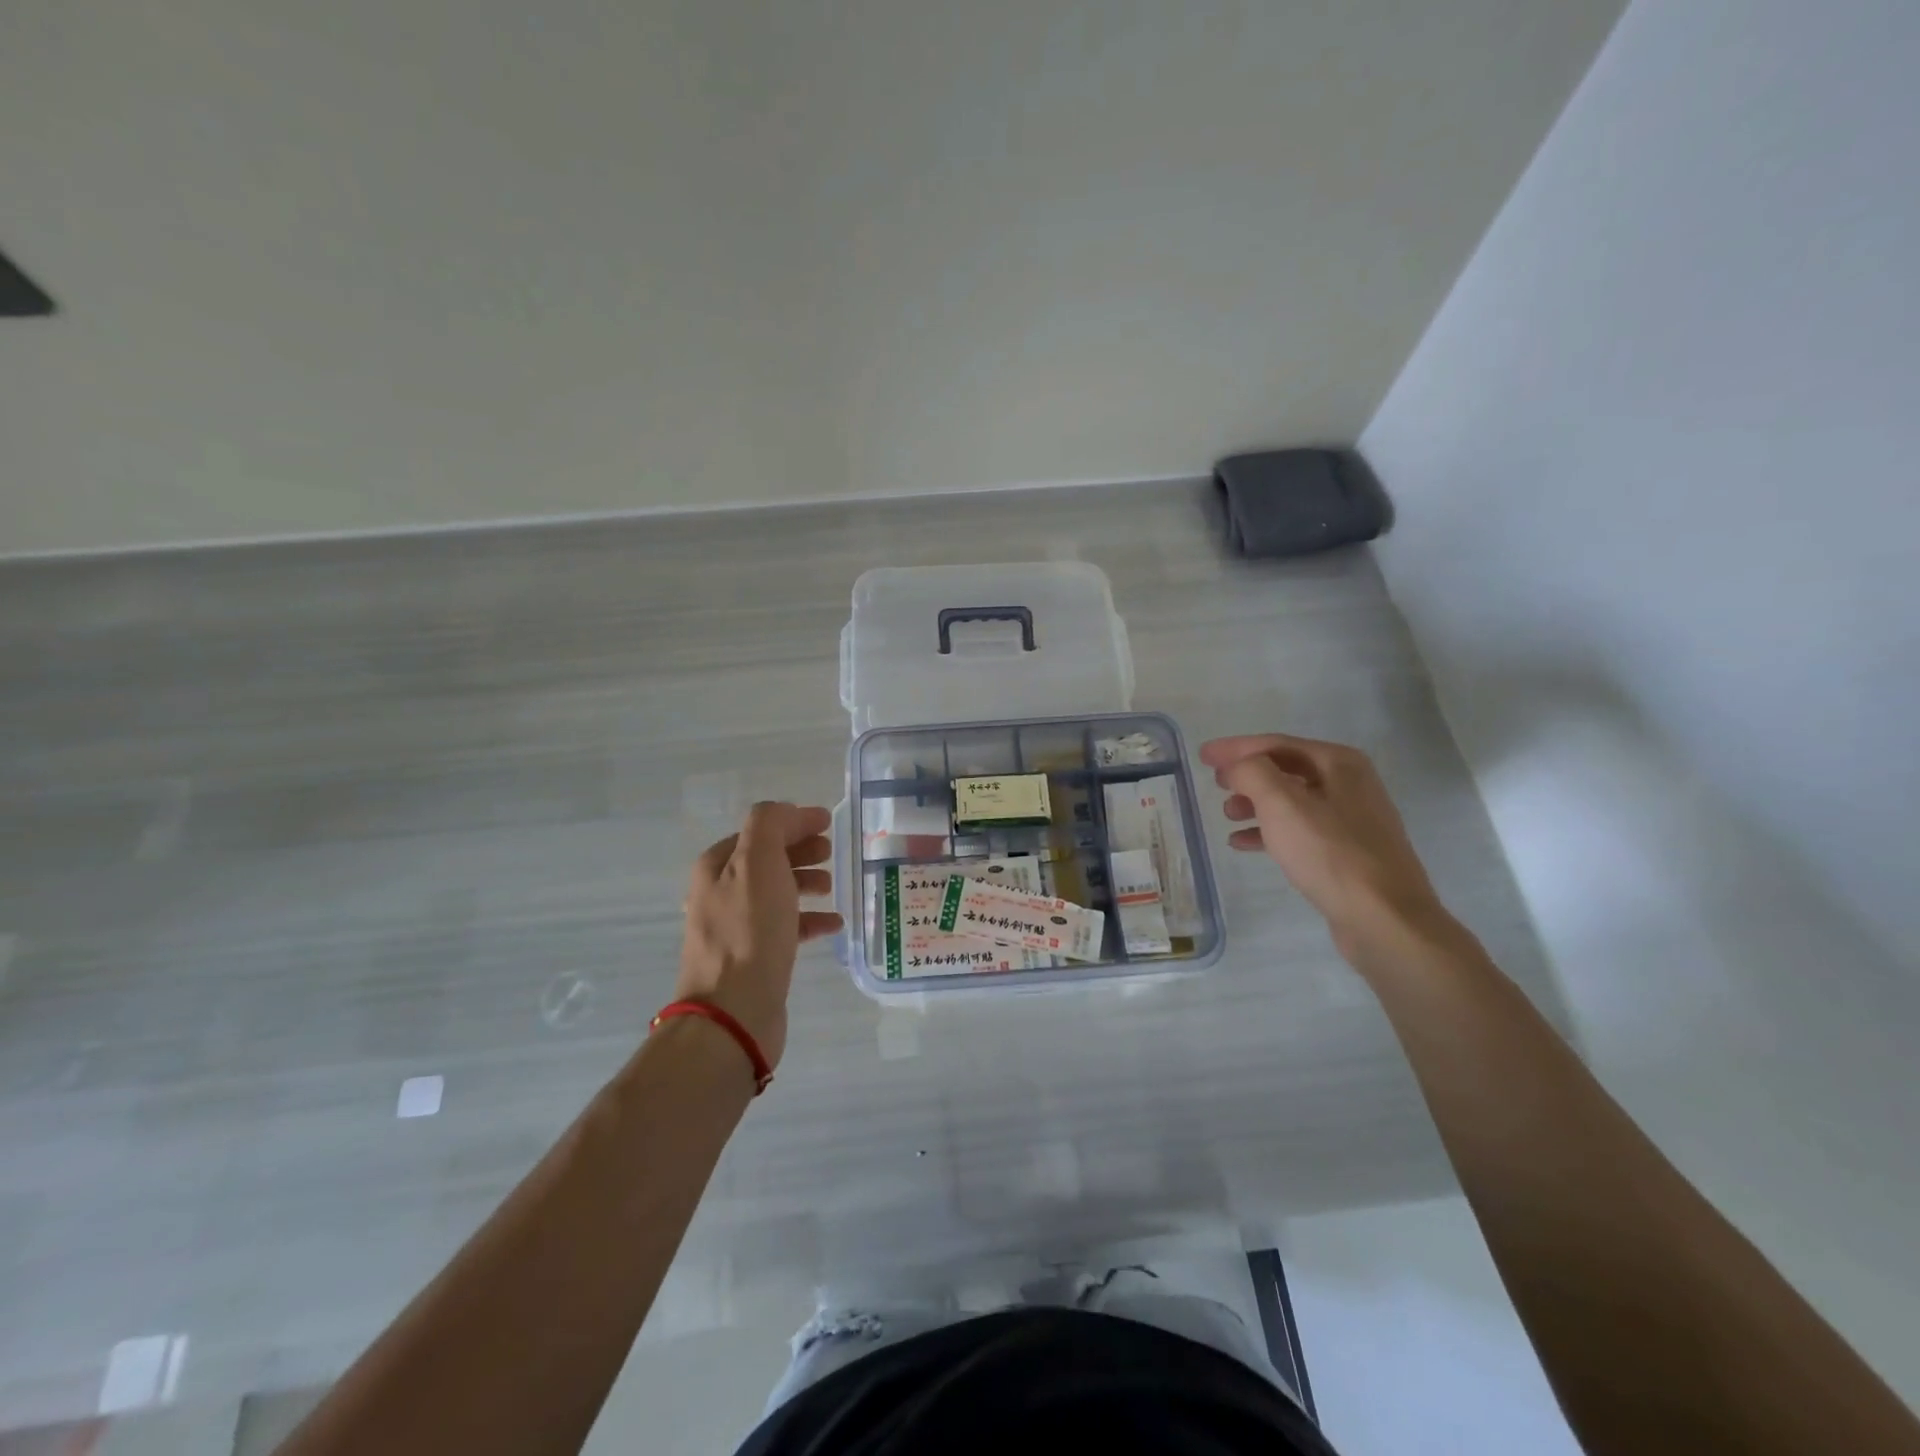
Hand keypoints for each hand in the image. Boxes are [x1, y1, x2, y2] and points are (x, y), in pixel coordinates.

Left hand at [673, 802, 842, 1069]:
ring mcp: (734, 928)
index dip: (793, 822)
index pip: (759, 830)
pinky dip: (808, 920)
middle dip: (799, 850)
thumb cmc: (749, 932)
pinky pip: (784, 928)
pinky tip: (832, 924)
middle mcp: (720, 893)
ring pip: (775, 893)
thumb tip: (787, 813)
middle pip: (766, 860)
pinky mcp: (752, 959)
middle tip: (831, 852)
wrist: (734, 1013)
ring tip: (831, 886)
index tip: (828, 822)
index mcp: (717, 866)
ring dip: (804, 883)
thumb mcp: (758, 863)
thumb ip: (770, 825)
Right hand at [1200, 733, 1446, 954]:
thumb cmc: (1330, 854)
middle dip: (1247, 774)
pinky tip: (1243, 843)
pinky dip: (1269, 831)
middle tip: (1214, 782)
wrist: (1384, 919)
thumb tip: (1236, 767)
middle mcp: (1350, 784)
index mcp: (1339, 763)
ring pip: (1291, 801)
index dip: (1235, 748)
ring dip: (1255, 803)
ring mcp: (1351, 820)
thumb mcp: (1282, 804)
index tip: (1203, 755)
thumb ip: (1252, 773)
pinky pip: (1299, 830)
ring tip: (1227, 815)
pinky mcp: (1347, 852)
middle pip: (1285, 769)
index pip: (1276, 744)